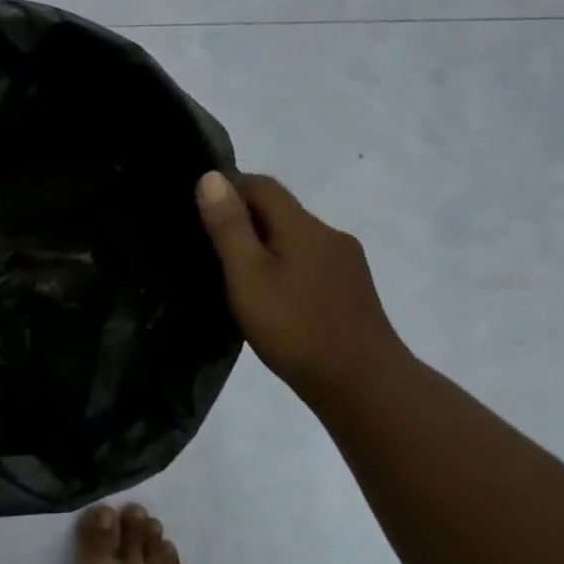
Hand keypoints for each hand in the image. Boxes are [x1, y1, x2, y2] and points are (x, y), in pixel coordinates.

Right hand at [195, 171, 408, 403]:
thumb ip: (228, 226)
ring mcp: (346, 264)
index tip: (199, 214)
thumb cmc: (295, 327)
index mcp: (304, 226)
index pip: (261, 185)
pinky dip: (284, 267)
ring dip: (264, 246)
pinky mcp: (352, 291)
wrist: (365, 386)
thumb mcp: (247, 275)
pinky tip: (270, 297)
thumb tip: (211, 177)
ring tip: (235, 276)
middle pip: (281, 210)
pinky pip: (309, 262)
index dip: (228, 190)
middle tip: (209, 248)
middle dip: (244, 219)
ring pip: (295, 238)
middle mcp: (330, 235)